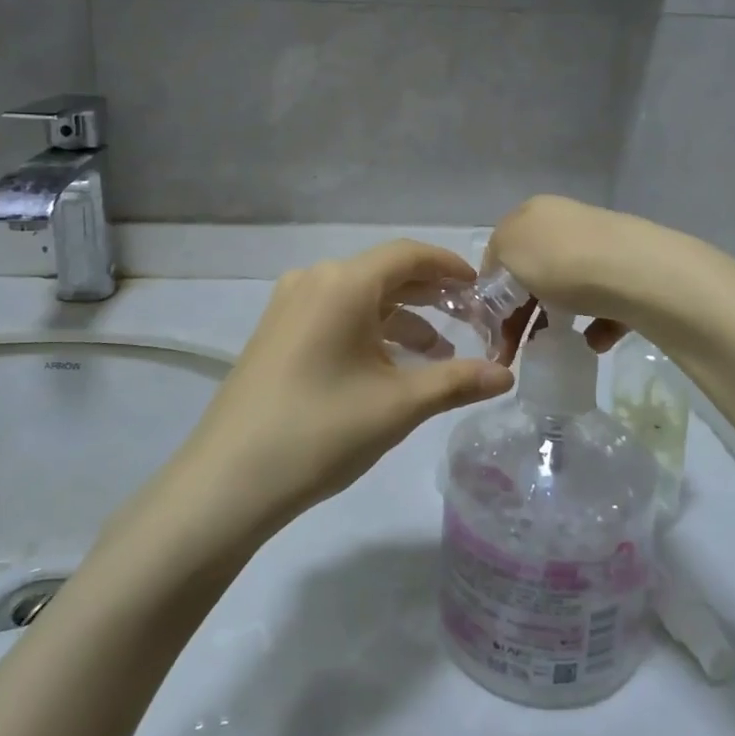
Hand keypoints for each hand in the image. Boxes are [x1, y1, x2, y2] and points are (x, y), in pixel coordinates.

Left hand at [179, 240, 514, 533]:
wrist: (227, 480)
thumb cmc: (320, 432)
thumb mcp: (398, 406)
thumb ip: (456, 382)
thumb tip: (506, 375)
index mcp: (343, 283)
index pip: (409, 255)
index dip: (450, 267)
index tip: (482, 289)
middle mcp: (314, 280)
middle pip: (384, 273)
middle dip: (431, 294)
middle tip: (472, 320)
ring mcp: (289, 306)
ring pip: (359, 297)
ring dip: (402, 318)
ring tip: (440, 353)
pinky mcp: (276, 332)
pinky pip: (335, 315)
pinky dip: (370, 330)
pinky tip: (392, 365)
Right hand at [483, 196, 678, 359]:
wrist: (636, 273)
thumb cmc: (560, 260)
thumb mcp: (508, 250)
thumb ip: (494, 260)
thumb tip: (499, 276)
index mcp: (535, 212)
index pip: (502, 248)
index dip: (491, 286)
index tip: (488, 323)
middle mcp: (569, 223)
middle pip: (535, 271)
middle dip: (520, 311)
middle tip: (511, 347)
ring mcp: (603, 248)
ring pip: (569, 288)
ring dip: (556, 318)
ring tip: (550, 346)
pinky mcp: (632, 275)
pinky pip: (605, 304)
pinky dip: (595, 325)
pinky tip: (593, 341)